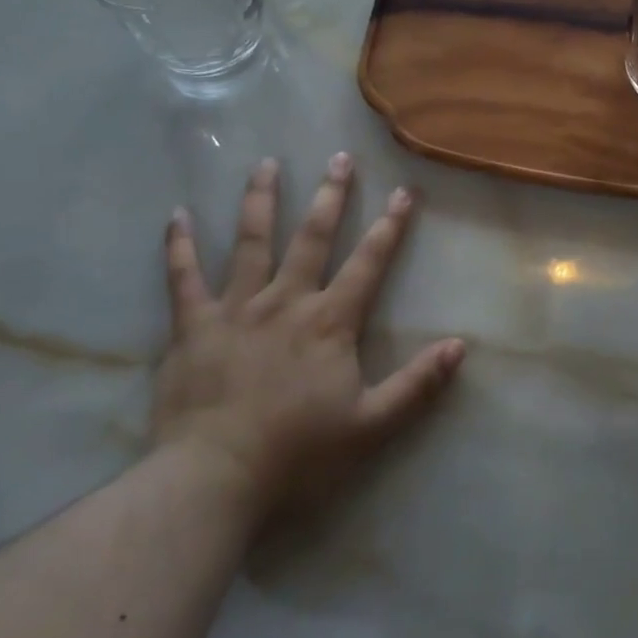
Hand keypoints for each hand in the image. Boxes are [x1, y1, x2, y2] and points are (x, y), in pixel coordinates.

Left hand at [151, 153, 465, 528]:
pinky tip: (177, 215)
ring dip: (260, 200)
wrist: (213, 481)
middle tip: (339, 157)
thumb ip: (417, 384)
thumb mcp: (370, 426)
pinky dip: (179, 246)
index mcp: (329, 321)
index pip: (369, 262)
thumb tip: (460, 346)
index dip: (390, 225)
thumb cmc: (296, 455)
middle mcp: (286, 300)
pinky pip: (182, 278)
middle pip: (313, 237)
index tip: (404, 191)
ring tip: (266, 163)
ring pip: (251, 242)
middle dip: (330, 195)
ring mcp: (236, 308)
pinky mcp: (193, 325)